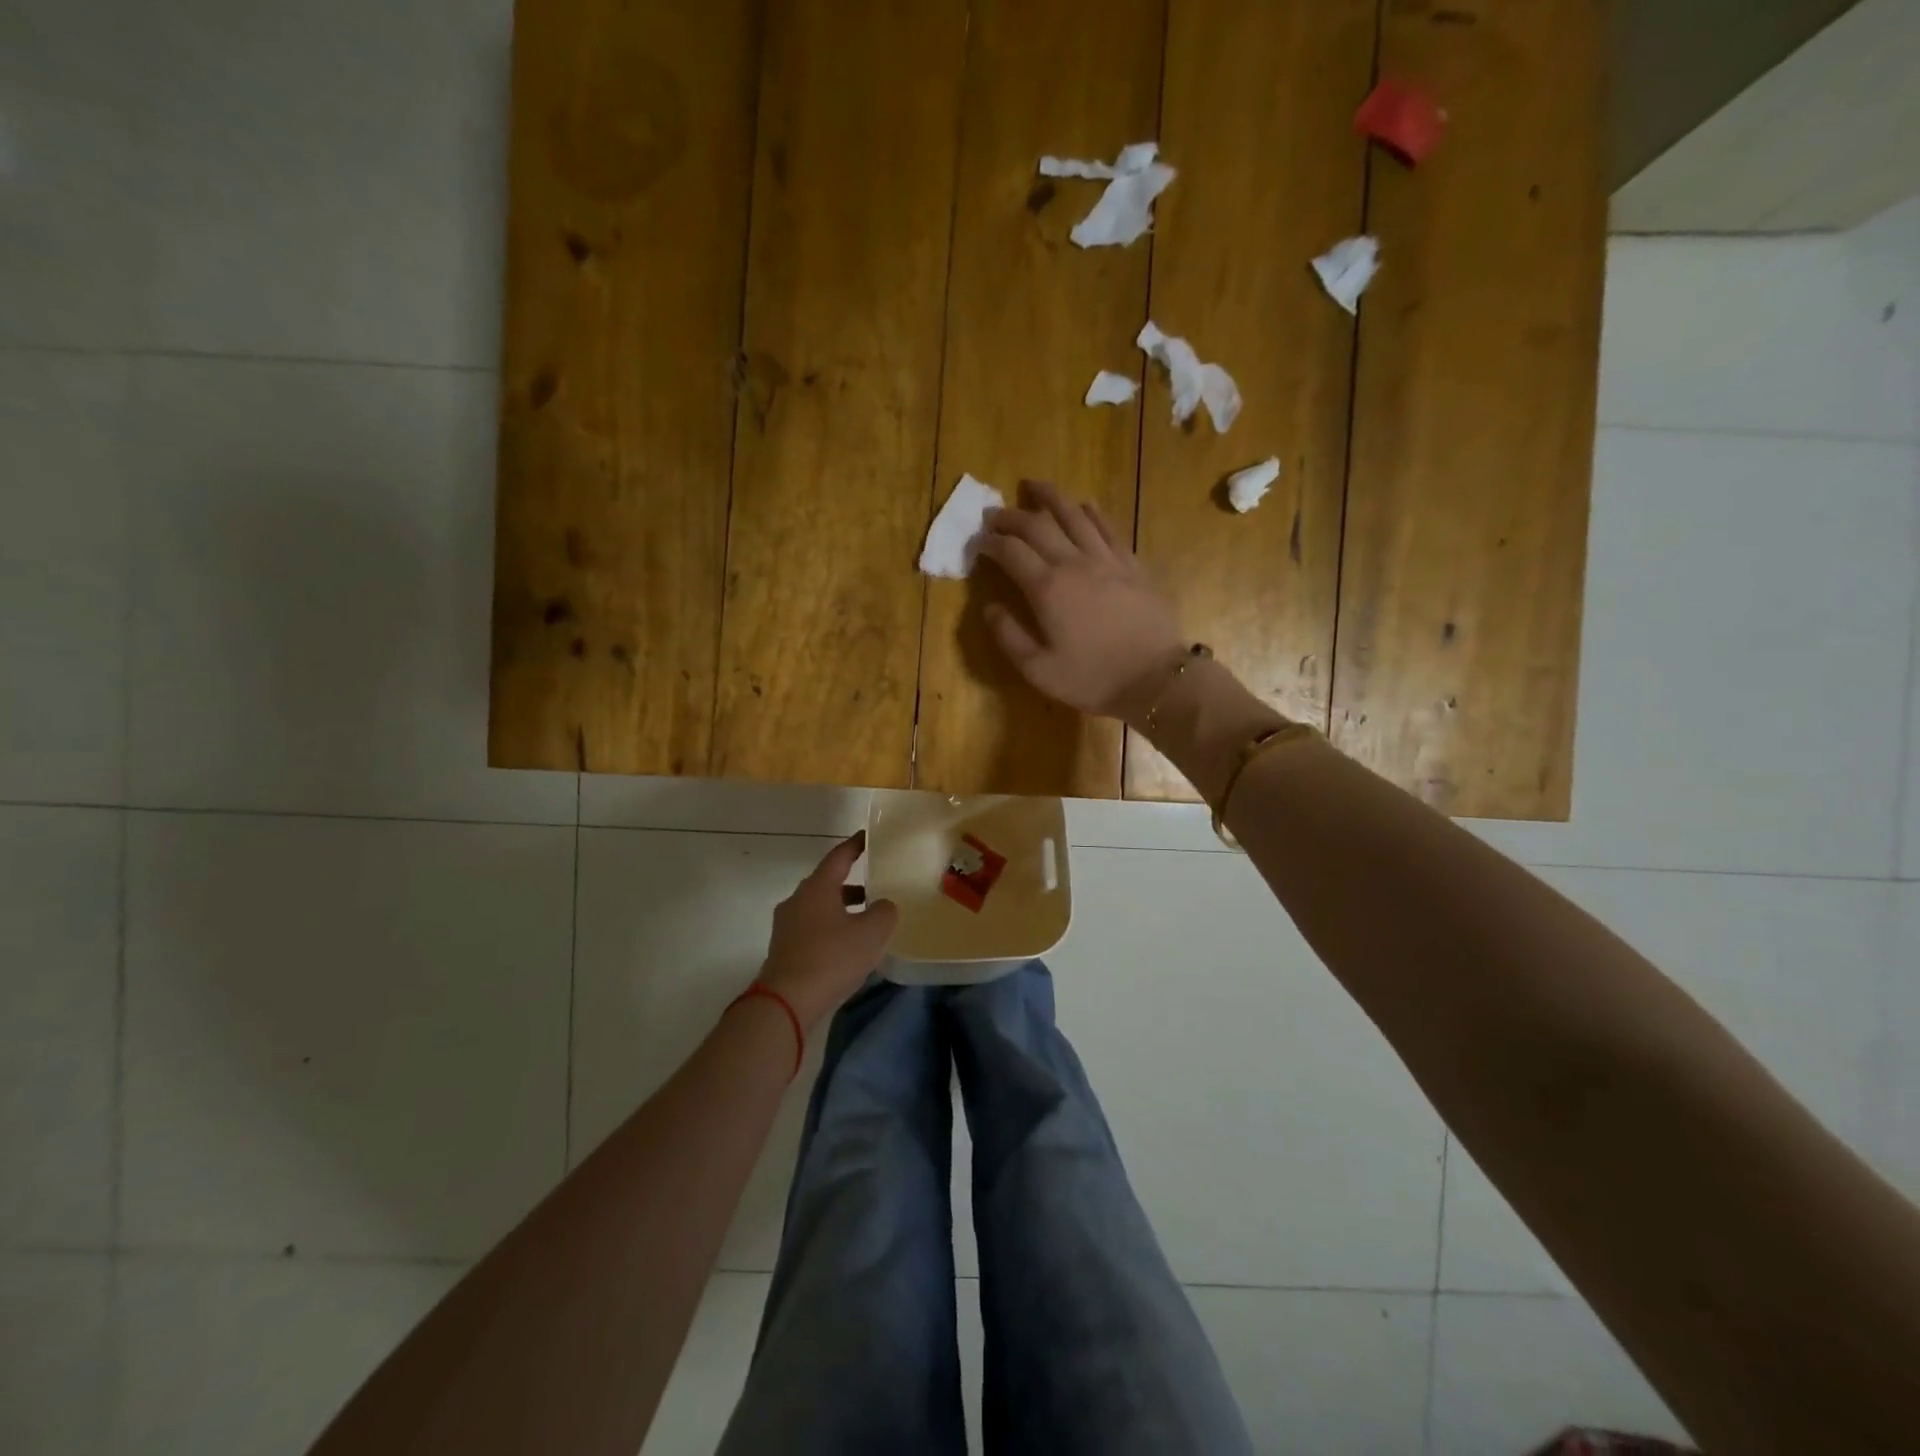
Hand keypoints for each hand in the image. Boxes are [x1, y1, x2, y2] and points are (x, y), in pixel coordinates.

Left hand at [758, 833, 898, 1030]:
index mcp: (817, 888)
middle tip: (874, 886)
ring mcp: (786, 926)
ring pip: (819, 909)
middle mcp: (797, 901)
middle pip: (827, 884)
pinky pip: (812, 930)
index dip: (854, 846)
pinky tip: (847, 947)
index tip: (866, 836)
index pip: (838, 857)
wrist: (787, 1002)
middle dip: (850, 883)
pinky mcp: (783, 950)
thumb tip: (883, 906)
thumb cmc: (832, 958)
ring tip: (865, 921)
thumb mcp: (872, 933)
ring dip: (841, 910)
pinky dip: (830, 930)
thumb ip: (884, 912)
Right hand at [978, 481, 1187, 722]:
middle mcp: (1074, 563)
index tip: (977, 542)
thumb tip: (990, 607)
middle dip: (1010, 516)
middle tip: (993, 513)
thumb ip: (1009, 636)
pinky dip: (1091, 511)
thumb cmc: (1093, 678)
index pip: (1010, 552)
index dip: (989, 543)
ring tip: (1033, 486)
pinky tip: (1083, 505)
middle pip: (1037, 526)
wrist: (1155, 678)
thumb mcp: (1038, 670)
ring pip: (1074, 515)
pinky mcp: (1132, 564)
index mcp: (1047, 588)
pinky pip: (1108, 527)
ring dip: (1050, 497)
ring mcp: (1106, 559)